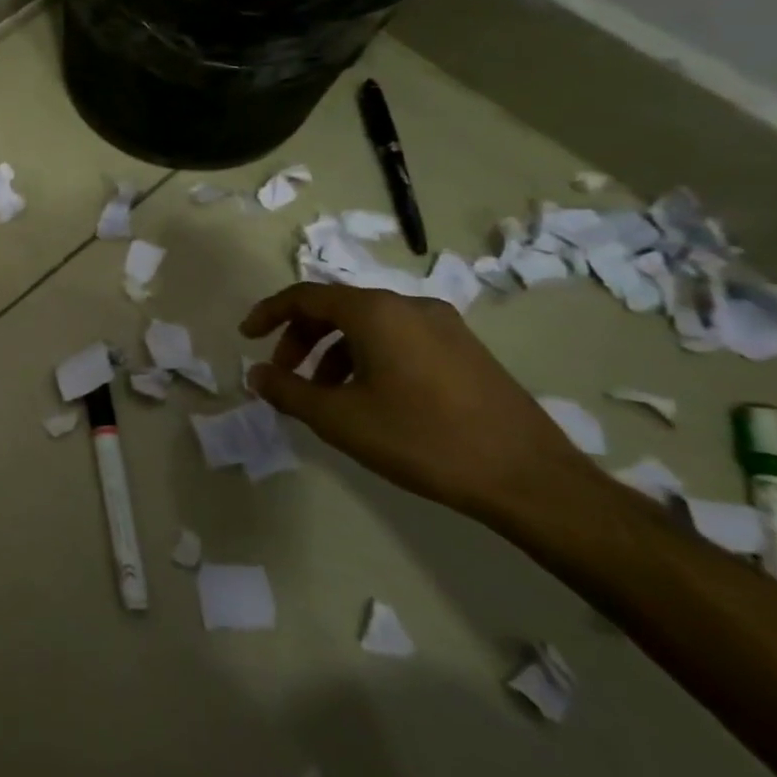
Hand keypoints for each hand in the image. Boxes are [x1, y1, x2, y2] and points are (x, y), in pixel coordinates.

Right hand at [240, 283, 591, 520]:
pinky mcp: (467, 352)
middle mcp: (410, 306)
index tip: (246, 337)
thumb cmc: (423, 439)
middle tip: (285, 375)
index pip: (305, 296)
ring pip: (369, 326)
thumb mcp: (339, 419)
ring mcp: (445, 327)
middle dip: (301, 338)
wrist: (531, 480)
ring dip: (334, 353)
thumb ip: (287, 391)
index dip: (268, 314)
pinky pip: (399, 340)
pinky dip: (368, 358)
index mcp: (376, 312)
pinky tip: (370, 399)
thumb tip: (257, 374)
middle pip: (337, 308)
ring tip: (325, 396)